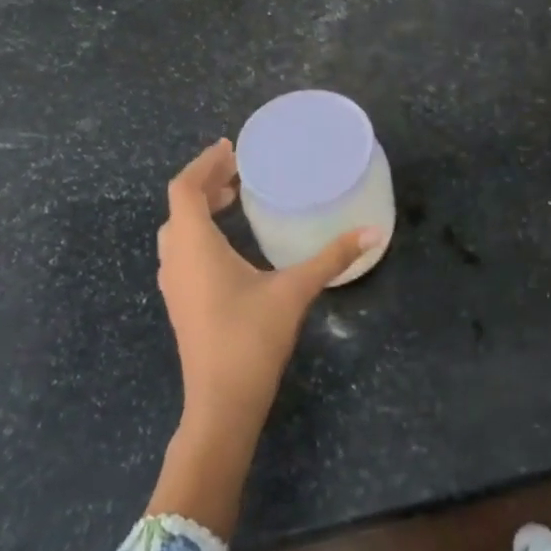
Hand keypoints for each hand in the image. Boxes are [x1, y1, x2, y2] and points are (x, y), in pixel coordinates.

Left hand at [157, 139, 377, 446]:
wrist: (221, 402)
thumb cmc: (252, 338)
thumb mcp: (295, 290)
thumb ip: (332, 257)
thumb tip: (374, 231)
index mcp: (195, 248)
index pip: (184, 189)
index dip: (204, 163)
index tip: (232, 148)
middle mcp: (176, 261)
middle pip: (179, 207)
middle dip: (206, 183)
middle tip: (240, 171)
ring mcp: (175, 285)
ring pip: (178, 232)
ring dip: (200, 209)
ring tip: (233, 198)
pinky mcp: (182, 303)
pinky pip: (183, 252)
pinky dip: (201, 233)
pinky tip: (231, 244)